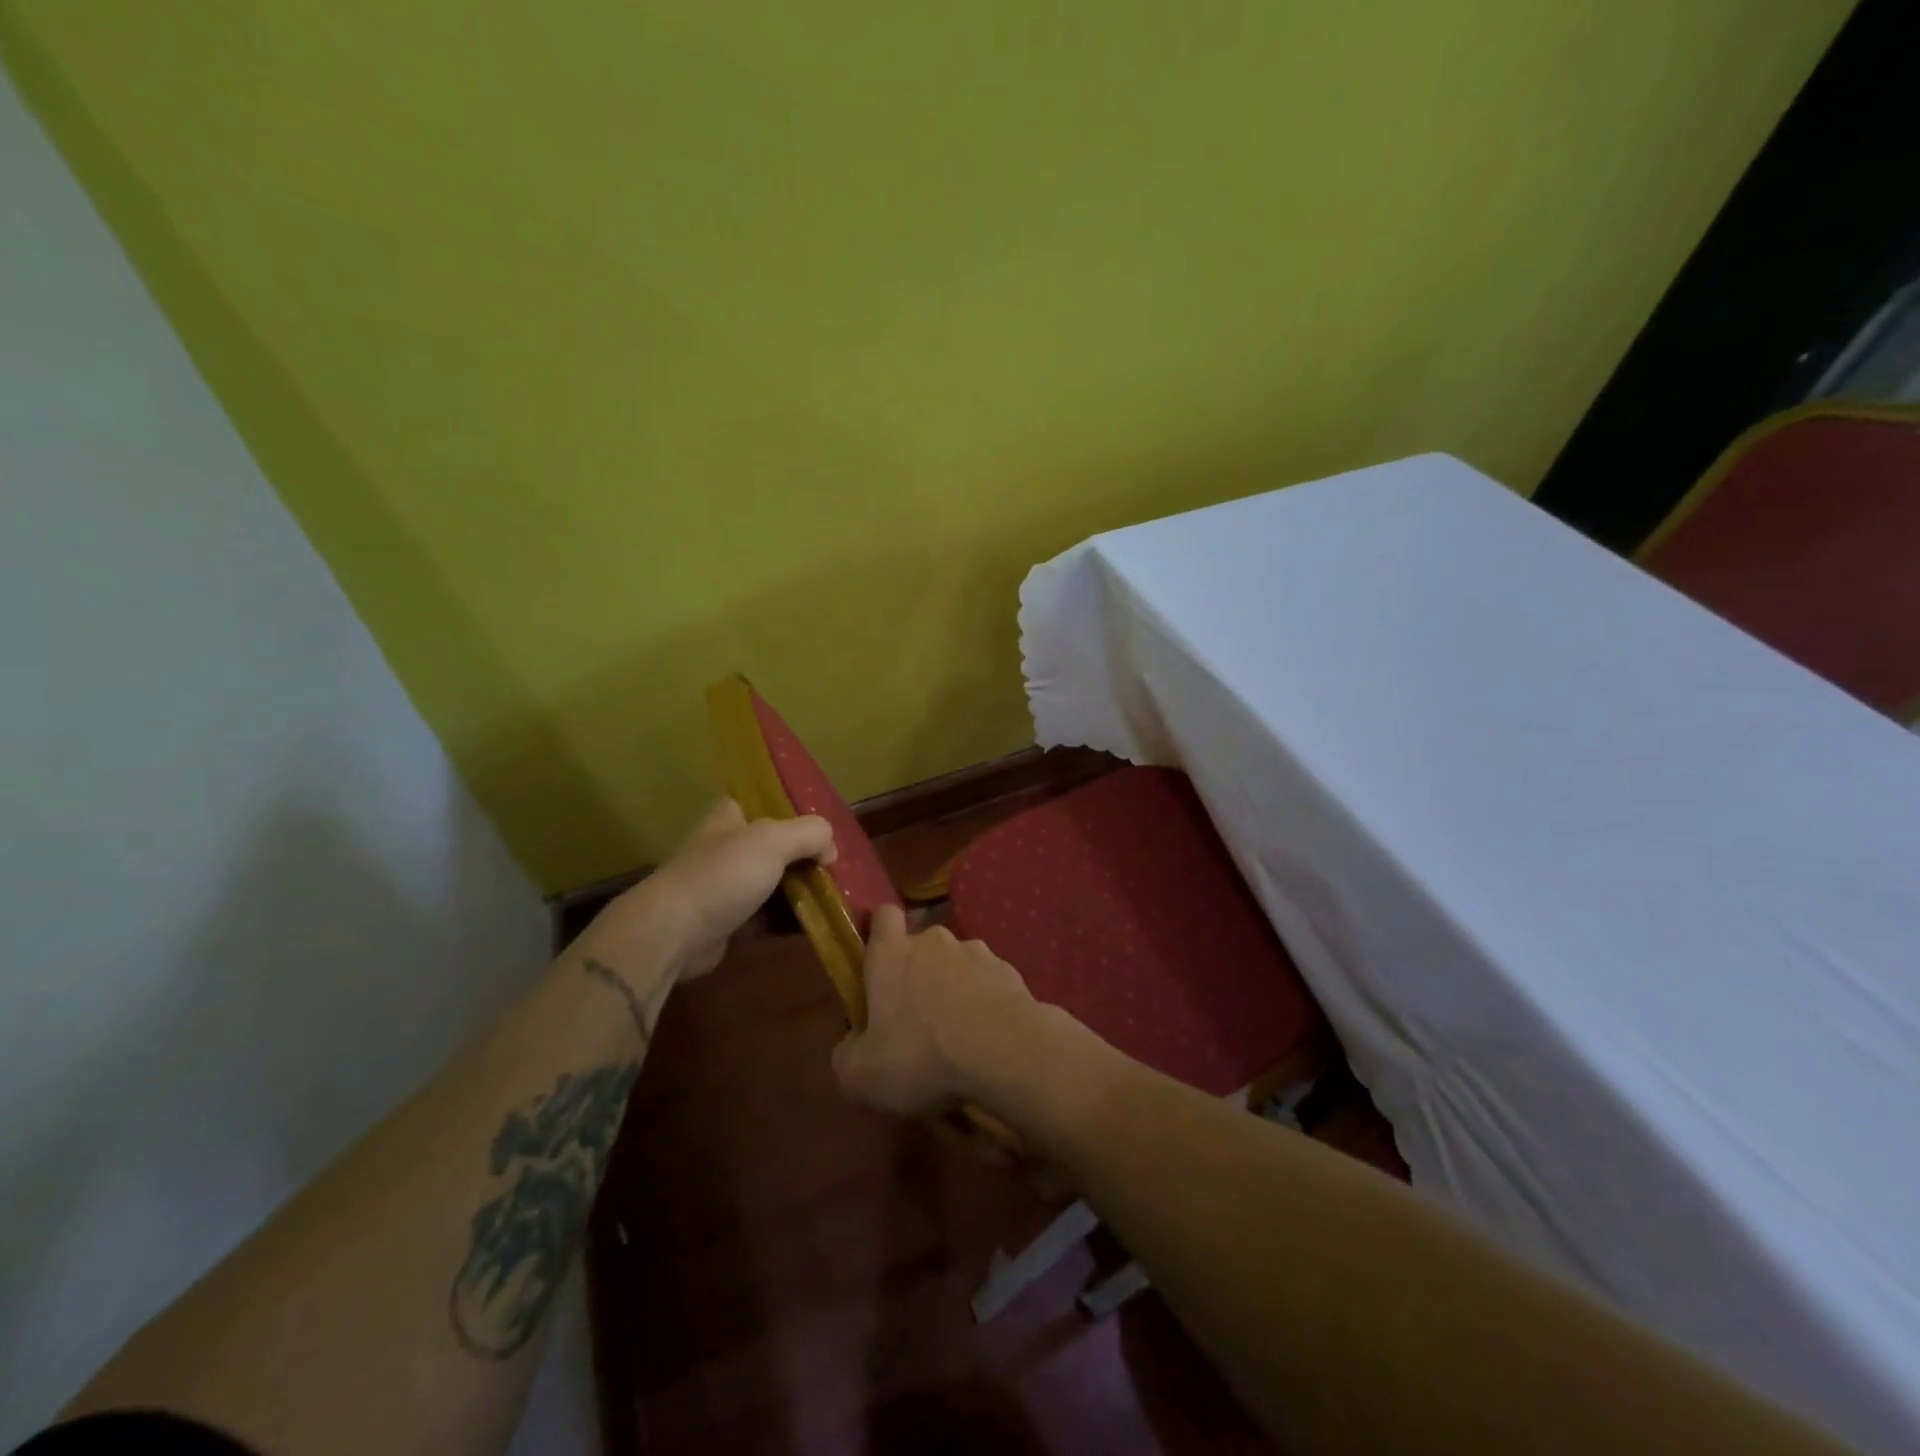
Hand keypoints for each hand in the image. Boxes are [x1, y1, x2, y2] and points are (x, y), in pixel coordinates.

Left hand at [580, 799, 834, 980]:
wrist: (673, 933)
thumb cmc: (723, 874)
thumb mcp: (774, 840)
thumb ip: (810, 833)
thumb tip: (831, 849)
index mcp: (731, 815)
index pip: (767, 801)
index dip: (797, 811)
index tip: (827, 827)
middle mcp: (727, 846)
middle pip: (777, 845)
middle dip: (807, 856)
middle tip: (838, 867)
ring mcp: (727, 884)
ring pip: (775, 881)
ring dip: (802, 889)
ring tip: (836, 896)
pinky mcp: (728, 920)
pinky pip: (768, 915)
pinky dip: (789, 918)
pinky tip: (817, 922)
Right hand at [831, 904, 1039, 1115]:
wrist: (1005, 1051)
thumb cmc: (922, 1055)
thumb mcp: (862, 1075)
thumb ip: (847, 1055)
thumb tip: (852, 1045)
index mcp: (891, 954)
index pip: (882, 916)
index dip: (879, 932)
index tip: (879, 962)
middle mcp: (934, 941)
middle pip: (922, 945)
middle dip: (920, 973)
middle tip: (918, 1018)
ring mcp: (977, 952)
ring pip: (958, 964)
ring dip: (956, 988)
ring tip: (960, 1033)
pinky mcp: (1010, 971)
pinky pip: (990, 982)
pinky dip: (987, 1002)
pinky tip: (989, 1037)